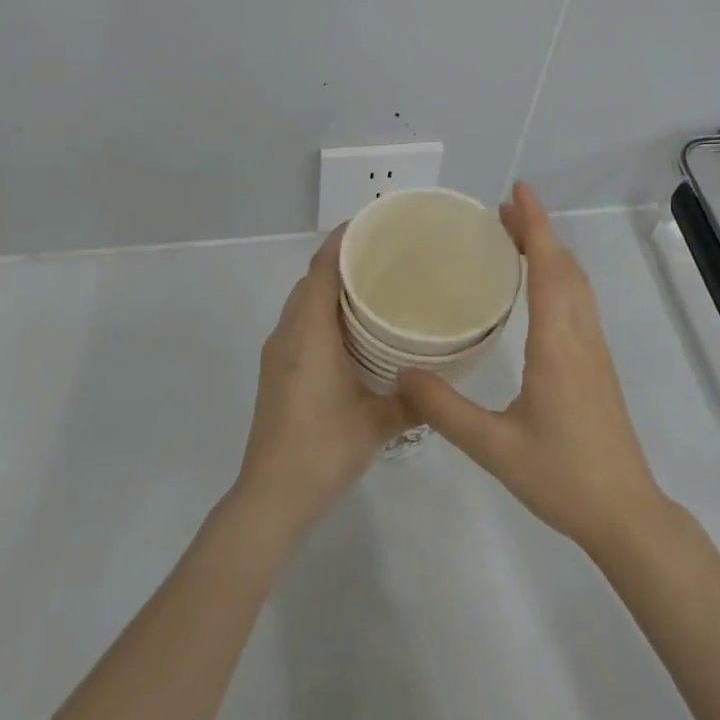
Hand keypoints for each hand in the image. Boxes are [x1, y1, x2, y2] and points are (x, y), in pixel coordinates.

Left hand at [234, 226, 410, 536]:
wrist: (273, 493)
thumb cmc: (324, 446)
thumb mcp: (378, 422)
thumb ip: (415, 400)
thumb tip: (447, 383)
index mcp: (309, 332)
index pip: (322, 268)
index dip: (344, 240)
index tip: (377, 225)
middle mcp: (288, 332)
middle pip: (312, 280)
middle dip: (344, 261)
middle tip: (388, 257)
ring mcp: (278, 352)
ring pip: (304, 303)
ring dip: (332, 289)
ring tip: (376, 288)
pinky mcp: (277, 370)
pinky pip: (301, 324)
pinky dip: (324, 313)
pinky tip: (354, 332)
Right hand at [398, 183, 666, 559]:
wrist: (624, 512)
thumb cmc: (562, 476)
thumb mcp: (494, 446)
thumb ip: (445, 409)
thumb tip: (402, 373)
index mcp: (558, 344)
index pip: (549, 268)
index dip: (535, 225)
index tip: (516, 192)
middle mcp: (580, 336)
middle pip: (565, 266)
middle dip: (537, 230)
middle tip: (500, 211)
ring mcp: (594, 350)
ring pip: (577, 283)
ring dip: (550, 251)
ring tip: (515, 238)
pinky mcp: (597, 365)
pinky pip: (579, 302)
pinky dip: (559, 276)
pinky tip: (537, 289)